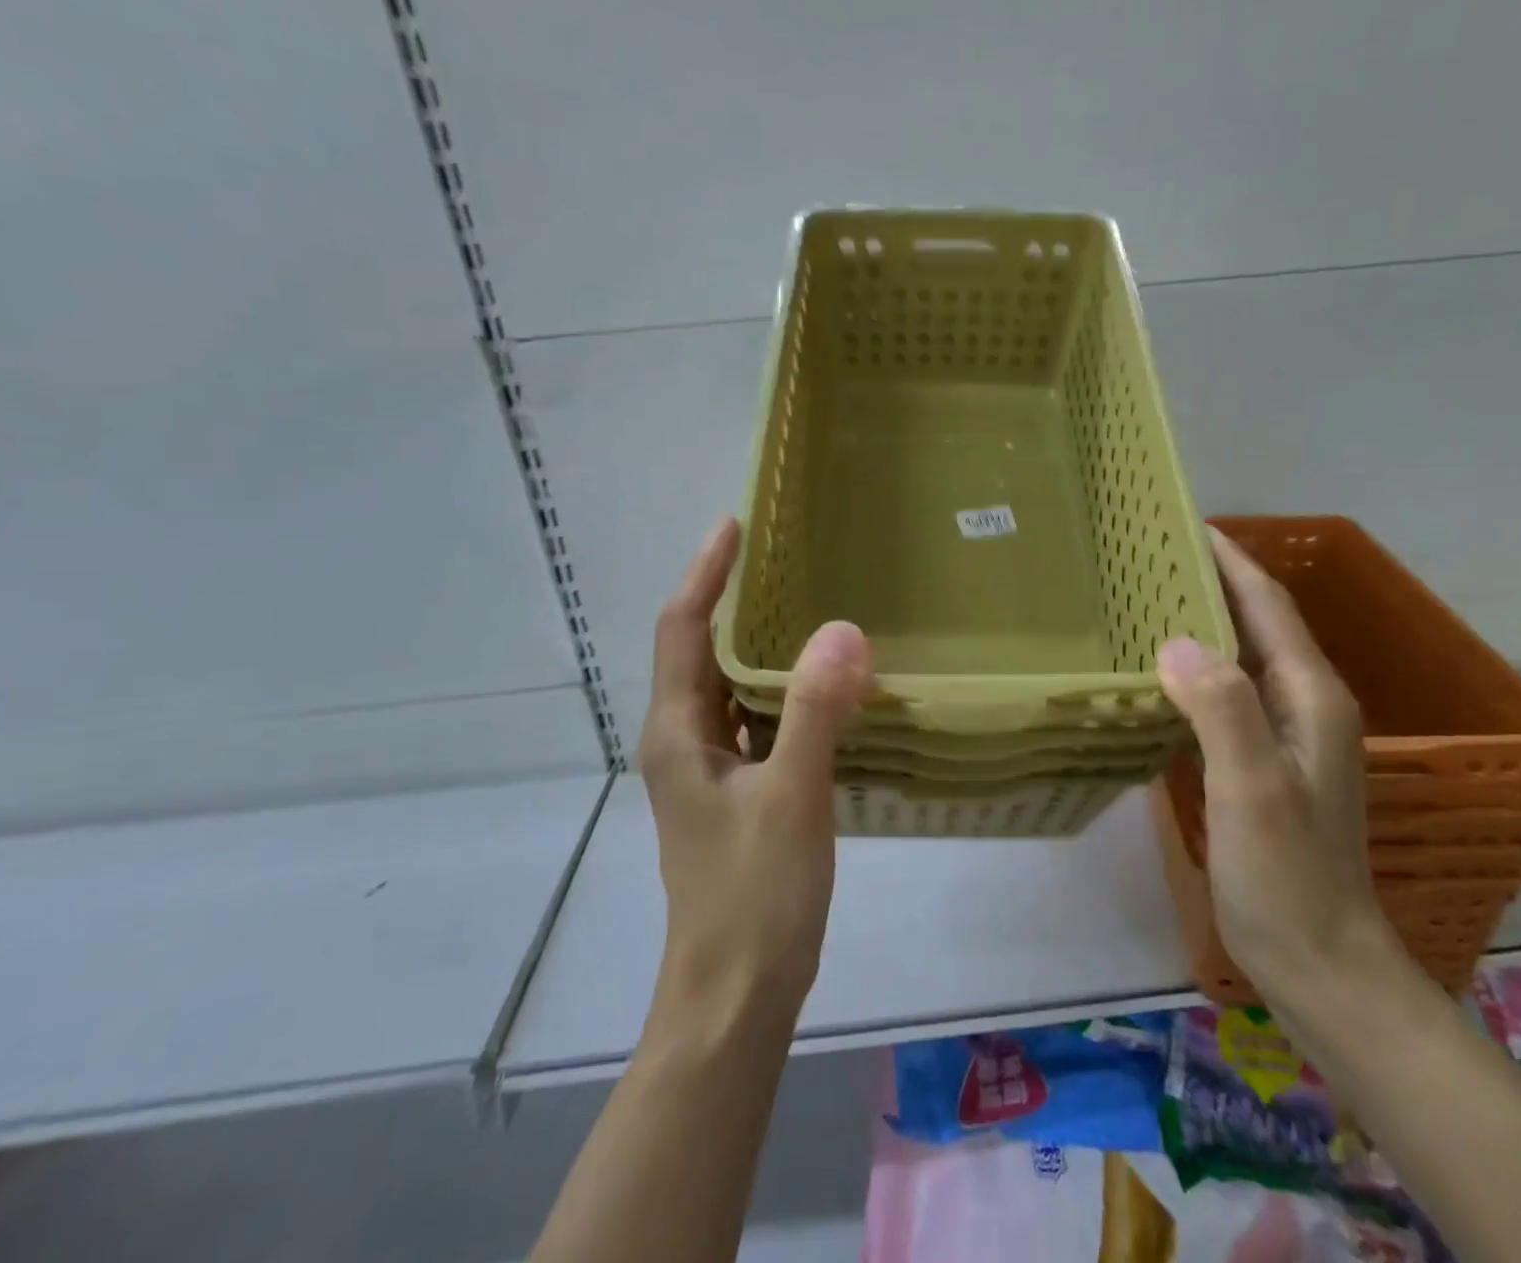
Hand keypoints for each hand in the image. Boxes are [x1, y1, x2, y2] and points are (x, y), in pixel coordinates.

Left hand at [639, 517, 872, 1020]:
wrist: (736, 995)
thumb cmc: (754, 896)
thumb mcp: (791, 798)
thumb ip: (815, 713)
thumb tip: (843, 629)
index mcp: (677, 732)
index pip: (682, 629)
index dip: (705, 574)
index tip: (733, 525)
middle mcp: (683, 741)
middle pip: (700, 650)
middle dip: (732, 598)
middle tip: (782, 556)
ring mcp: (709, 770)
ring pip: (730, 686)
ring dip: (758, 644)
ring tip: (807, 605)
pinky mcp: (737, 792)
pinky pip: (756, 720)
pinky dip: (782, 690)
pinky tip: (823, 685)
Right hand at [1156, 528, 1390, 996]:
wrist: (1320, 963)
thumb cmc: (1288, 876)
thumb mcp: (1254, 789)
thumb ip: (1223, 709)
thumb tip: (1174, 639)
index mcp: (1310, 697)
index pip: (1267, 605)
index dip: (1230, 560)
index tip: (1184, 522)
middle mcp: (1303, 704)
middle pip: (1256, 622)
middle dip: (1211, 580)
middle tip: (1148, 554)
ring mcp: (1284, 735)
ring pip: (1239, 656)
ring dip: (1201, 620)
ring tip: (1145, 596)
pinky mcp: (1261, 761)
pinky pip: (1225, 692)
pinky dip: (1193, 667)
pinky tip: (1156, 669)